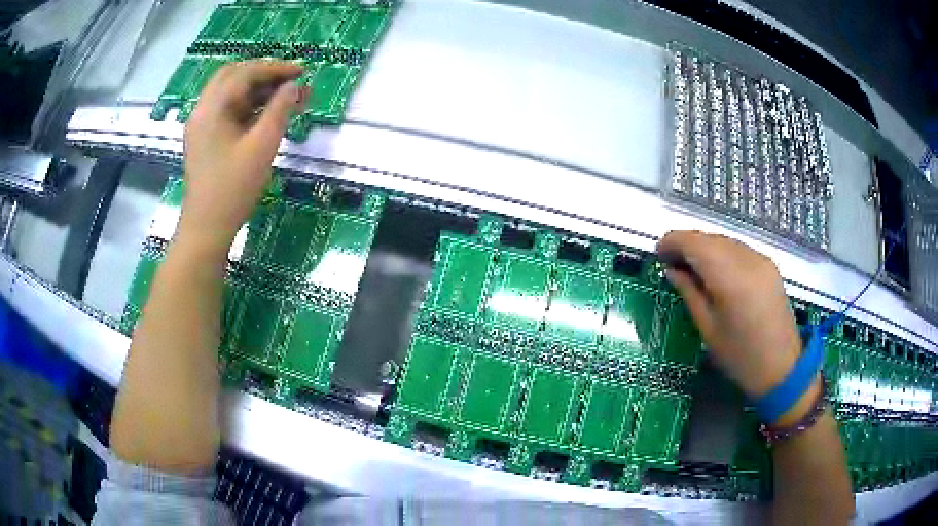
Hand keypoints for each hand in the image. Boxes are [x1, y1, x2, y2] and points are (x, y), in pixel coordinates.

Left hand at [178, 60, 304, 254]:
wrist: (206, 228)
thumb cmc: (233, 188)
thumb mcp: (262, 146)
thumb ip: (280, 110)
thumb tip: (294, 86)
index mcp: (212, 108)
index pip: (245, 72)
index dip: (275, 68)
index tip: (302, 71)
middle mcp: (202, 110)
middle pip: (233, 76)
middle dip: (263, 73)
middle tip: (290, 80)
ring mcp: (201, 125)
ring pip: (230, 93)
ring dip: (257, 89)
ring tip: (285, 97)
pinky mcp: (204, 138)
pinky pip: (226, 110)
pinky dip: (247, 105)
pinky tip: (266, 114)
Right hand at [657, 231, 802, 399]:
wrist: (782, 367)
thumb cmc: (739, 356)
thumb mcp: (708, 329)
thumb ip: (689, 293)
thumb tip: (672, 270)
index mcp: (729, 278)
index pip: (694, 243)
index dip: (673, 241)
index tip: (658, 254)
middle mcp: (747, 259)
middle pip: (709, 238)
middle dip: (687, 244)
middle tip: (672, 263)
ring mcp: (761, 259)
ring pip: (724, 240)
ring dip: (705, 248)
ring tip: (692, 268)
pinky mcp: (769, 264)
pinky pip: (739, 249)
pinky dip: (722, 253)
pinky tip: (717, 272)